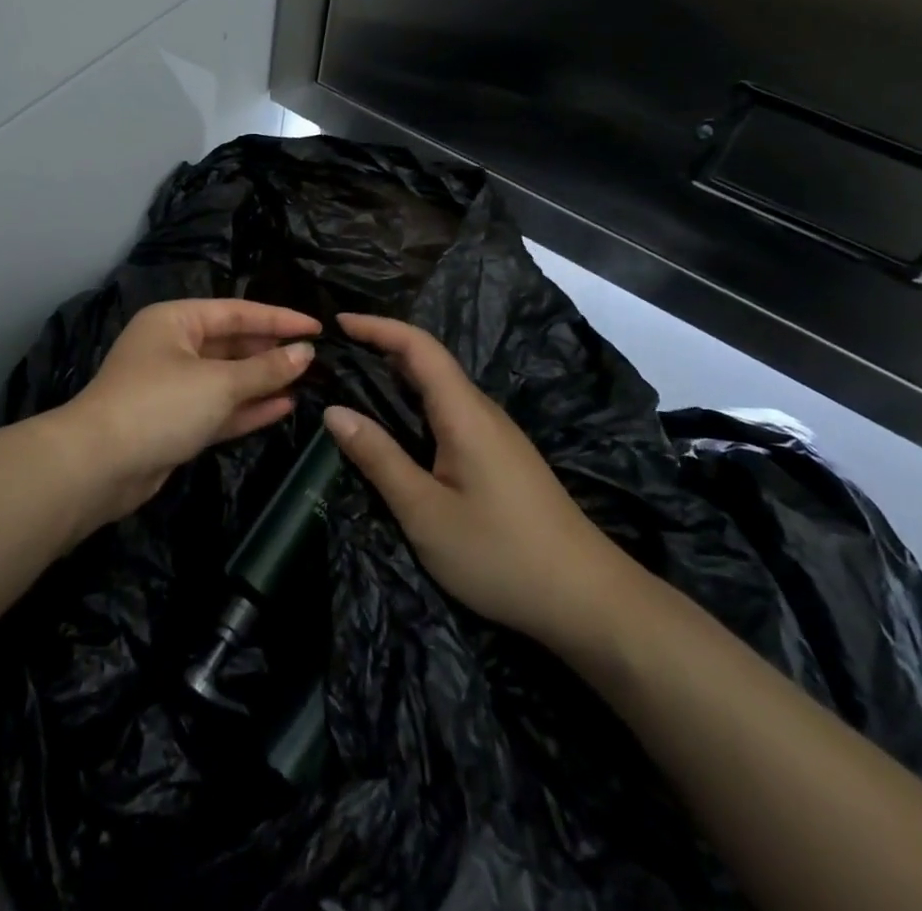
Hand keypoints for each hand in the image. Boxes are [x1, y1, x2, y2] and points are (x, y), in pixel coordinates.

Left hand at [66, 298, 319, 523]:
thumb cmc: (160, 405)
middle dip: (271, 351)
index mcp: (176, 320)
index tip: (317, 327)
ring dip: (264, 381)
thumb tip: (305, 352)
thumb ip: (265, 368)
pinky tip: (285, 406)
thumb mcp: (218, 383)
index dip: (279, 319)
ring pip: (227, 378)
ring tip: (308, 381)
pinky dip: (248, 407)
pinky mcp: (175, 422)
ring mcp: (173, 386)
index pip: (237, 312)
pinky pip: (219, 407)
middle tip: (316, 358)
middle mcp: (173, 347)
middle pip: (232, 343)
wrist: (98, 466)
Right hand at [322, 313, 646, 652]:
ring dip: (398, 377)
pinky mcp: (501, 457)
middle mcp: (482, 411)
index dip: (377, 326)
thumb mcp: (425, 512)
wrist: (587, 599)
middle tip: (334, 357)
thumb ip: (378, 458)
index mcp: (464, 412)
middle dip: (381, 347)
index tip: (337, 321)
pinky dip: (415, 405)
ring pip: (440, 389)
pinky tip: (398, 431)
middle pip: (429, 361)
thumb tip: (334, 411)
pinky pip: (451, 413)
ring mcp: (496, 434)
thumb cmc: (500, 554)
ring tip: (354, 386)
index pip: (418, 346)